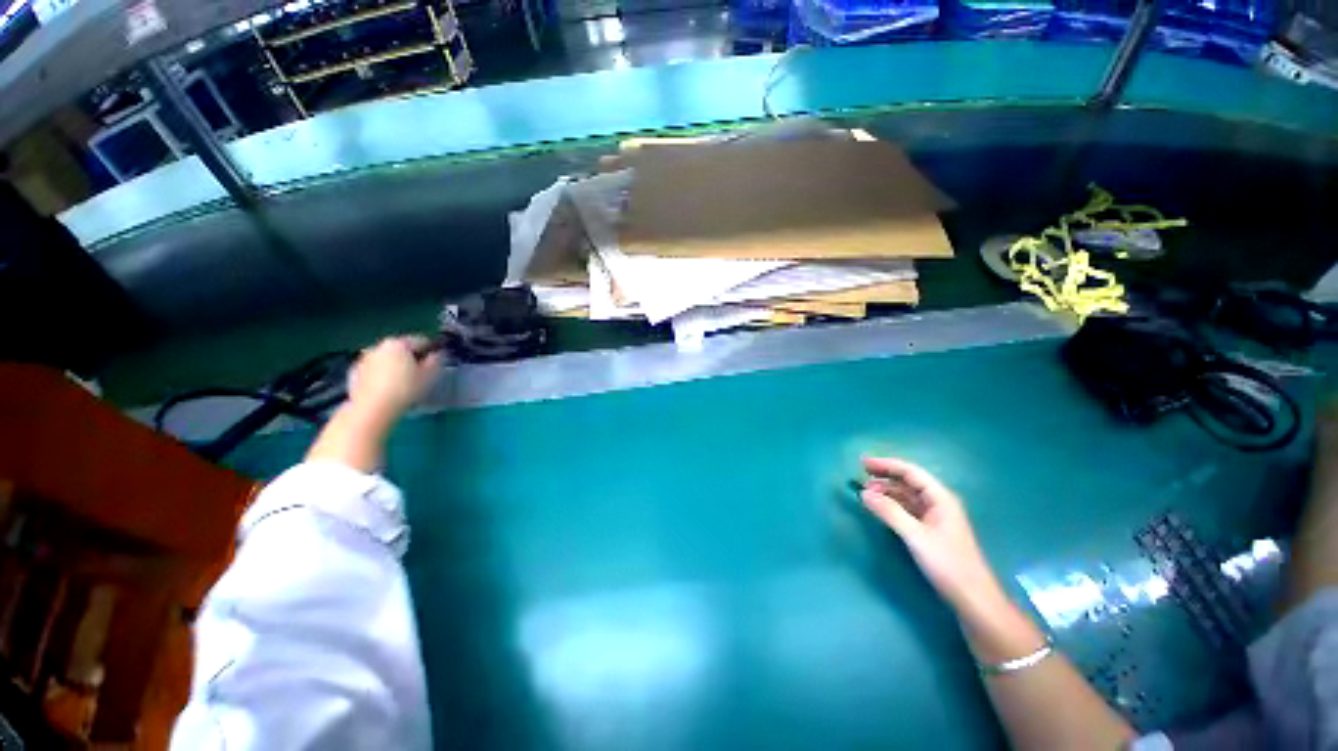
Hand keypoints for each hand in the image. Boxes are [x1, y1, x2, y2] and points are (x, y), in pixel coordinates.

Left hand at [347, 337, 442, 419]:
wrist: (372, 408)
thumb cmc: (405, 389)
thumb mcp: (429, 375)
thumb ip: (436, 361)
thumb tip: (437, 354)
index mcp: (398, 343)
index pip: (420, 341)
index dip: (431, 350)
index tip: (435, 362)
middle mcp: (379, 346)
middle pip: (400, 348)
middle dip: (410, 357)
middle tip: (419, 373)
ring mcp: (364, 359)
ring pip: (385, 358)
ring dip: (394, 365)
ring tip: (401, 382)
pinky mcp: (353, 372)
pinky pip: (373, 369)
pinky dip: (380, 374)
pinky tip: (386, 388)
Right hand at [860, 456, 1003, 612]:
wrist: (973, 598)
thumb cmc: (948, 564)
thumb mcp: (915, 536)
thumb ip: (889, 512)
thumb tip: (864, 493)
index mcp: (940, 498)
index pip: (911, 472)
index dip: (886, 465)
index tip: (862, 463)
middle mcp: (939, 503)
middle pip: (909, 481)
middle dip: (885, 476)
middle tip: (861, 475)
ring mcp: (936, 517)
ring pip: (907, 496)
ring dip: (887, 491)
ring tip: (866, 492)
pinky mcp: (931, 531)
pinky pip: (908, 509)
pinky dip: (892, 505)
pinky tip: (880, 508)